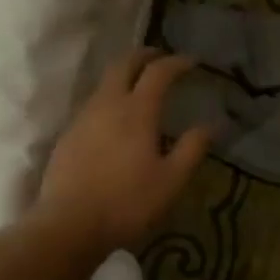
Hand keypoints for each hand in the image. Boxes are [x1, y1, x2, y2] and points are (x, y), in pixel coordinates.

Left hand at [39, 49, 213, 253]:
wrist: (69, 225)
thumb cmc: (128, 203)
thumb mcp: (171, 180)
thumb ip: (192, 148)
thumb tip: (212, 124)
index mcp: (136, 111)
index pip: (158, 72)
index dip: (177, 62)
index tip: (192, 62)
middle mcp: (107, 105)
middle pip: (123, 65)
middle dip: (144, 55)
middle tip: (160, 57)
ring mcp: (82, 119)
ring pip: (104, 84)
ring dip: (124, 76)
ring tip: (139, 86)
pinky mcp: (68, 136)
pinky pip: (92, 105)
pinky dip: (109, 99)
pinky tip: (115, 120)